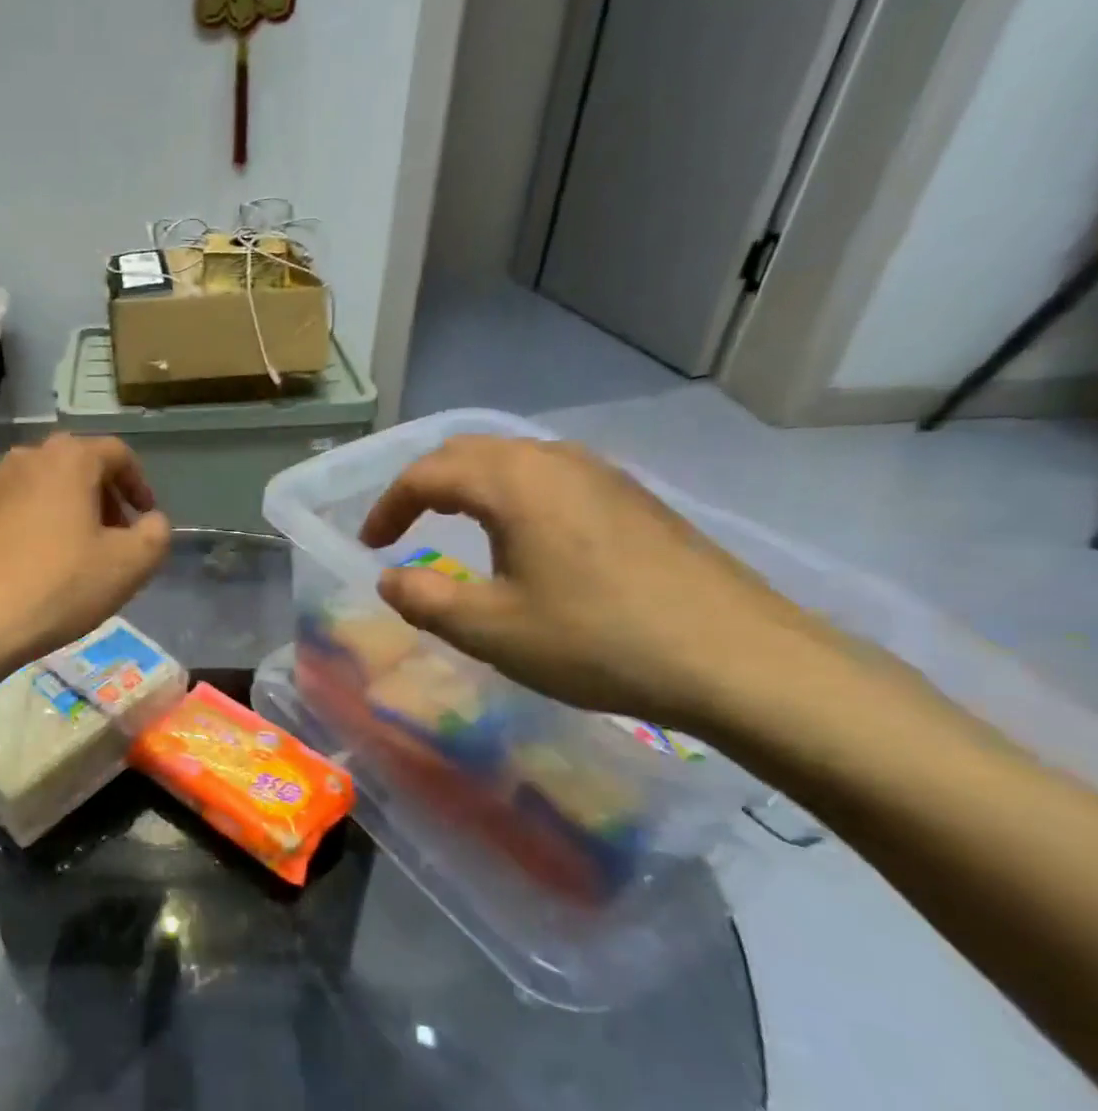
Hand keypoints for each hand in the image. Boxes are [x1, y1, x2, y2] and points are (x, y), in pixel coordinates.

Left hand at [0, 435, 172, 672]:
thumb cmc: (61, 585)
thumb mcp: (129, 565)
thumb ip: (155, 534)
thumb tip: (151, 521)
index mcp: (69, 459)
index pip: (117, 454)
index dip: (139, 484)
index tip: (145, 518)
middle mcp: (27, 458)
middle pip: (78, 467)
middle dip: (103, 498)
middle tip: (115, 538)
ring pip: (43, 487)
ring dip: (67, 511)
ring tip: (76, 553)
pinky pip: (13, 509)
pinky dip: (34, 525)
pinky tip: (36, 565)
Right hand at [359, 436, 823, 730]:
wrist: (740, 659)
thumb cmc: (598, 640)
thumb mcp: (490, 629)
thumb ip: (423, 599)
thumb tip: (389, 579)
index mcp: (513, 482)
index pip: (426, 473)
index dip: (387, 507)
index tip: (370, 546)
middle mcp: (555, 460)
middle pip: (468, 451)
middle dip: (424, 486)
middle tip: (402, 528)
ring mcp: (603, 474)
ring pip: (514, 459)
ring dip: (470, 486)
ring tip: (454, 527)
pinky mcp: (635, 497)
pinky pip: (552, 476)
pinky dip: (513, 494)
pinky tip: (524, 538)